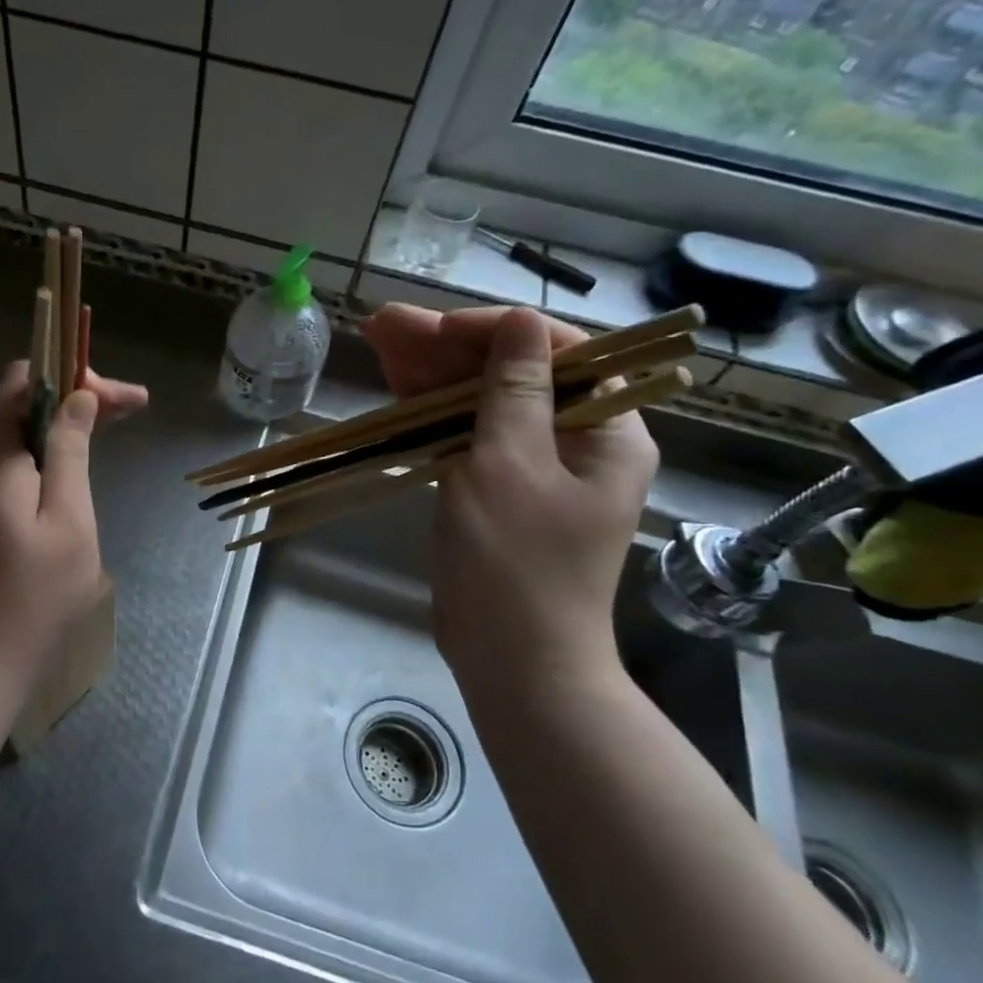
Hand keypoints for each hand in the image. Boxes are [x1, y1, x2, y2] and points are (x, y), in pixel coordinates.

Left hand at [0, 362, 147, 683]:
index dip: (75, 377)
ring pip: (15, 434)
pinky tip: (72, 471)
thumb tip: (78, 397)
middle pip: (21, 403)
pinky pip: (8, 464)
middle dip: (76, 398)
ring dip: (62, 425)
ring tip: (110, 431)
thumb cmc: (31, 597)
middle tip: (132, 410)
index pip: (25, 381)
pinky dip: (45, 454)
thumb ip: (69, 451)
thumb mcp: (67, 519)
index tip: (124, 399)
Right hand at [362, 303, 657, 703]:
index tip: (435, 329)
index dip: (493, 330)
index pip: (556, 351)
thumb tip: (521, 322)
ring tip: (376, 340)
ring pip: (480, 400)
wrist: (512, 660)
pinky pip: (466, 433)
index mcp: (605, 429)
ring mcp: (532, 465)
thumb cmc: (517, 563)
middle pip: (510, 372)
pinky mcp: (497, 488)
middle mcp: (575, 439)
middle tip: (384, 326)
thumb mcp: (510, 465)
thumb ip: (513, 389)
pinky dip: (431, 411)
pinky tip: (394, 384)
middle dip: (446, 348)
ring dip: (431, 372)